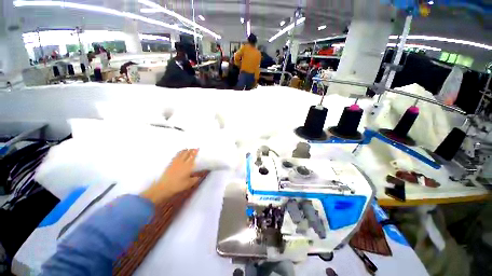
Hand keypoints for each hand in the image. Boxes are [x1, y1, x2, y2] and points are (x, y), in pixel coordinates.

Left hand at [140, 149, 208, 203]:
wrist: (164, 187)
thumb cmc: (178, 185)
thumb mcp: (189, 184)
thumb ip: (195, 179)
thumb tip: (199, 177)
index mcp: (187, 166)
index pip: (192, 157)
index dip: (195, 152)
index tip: (197, 148)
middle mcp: (182, 163)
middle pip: (187, 154)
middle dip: (191, 150)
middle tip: (194, 147)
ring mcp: (175, 163)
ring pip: (181, 154)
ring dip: (185, 151)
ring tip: (187, 148)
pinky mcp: (170, 164)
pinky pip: (176, 156)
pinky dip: (179, 153)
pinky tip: (179, 153)